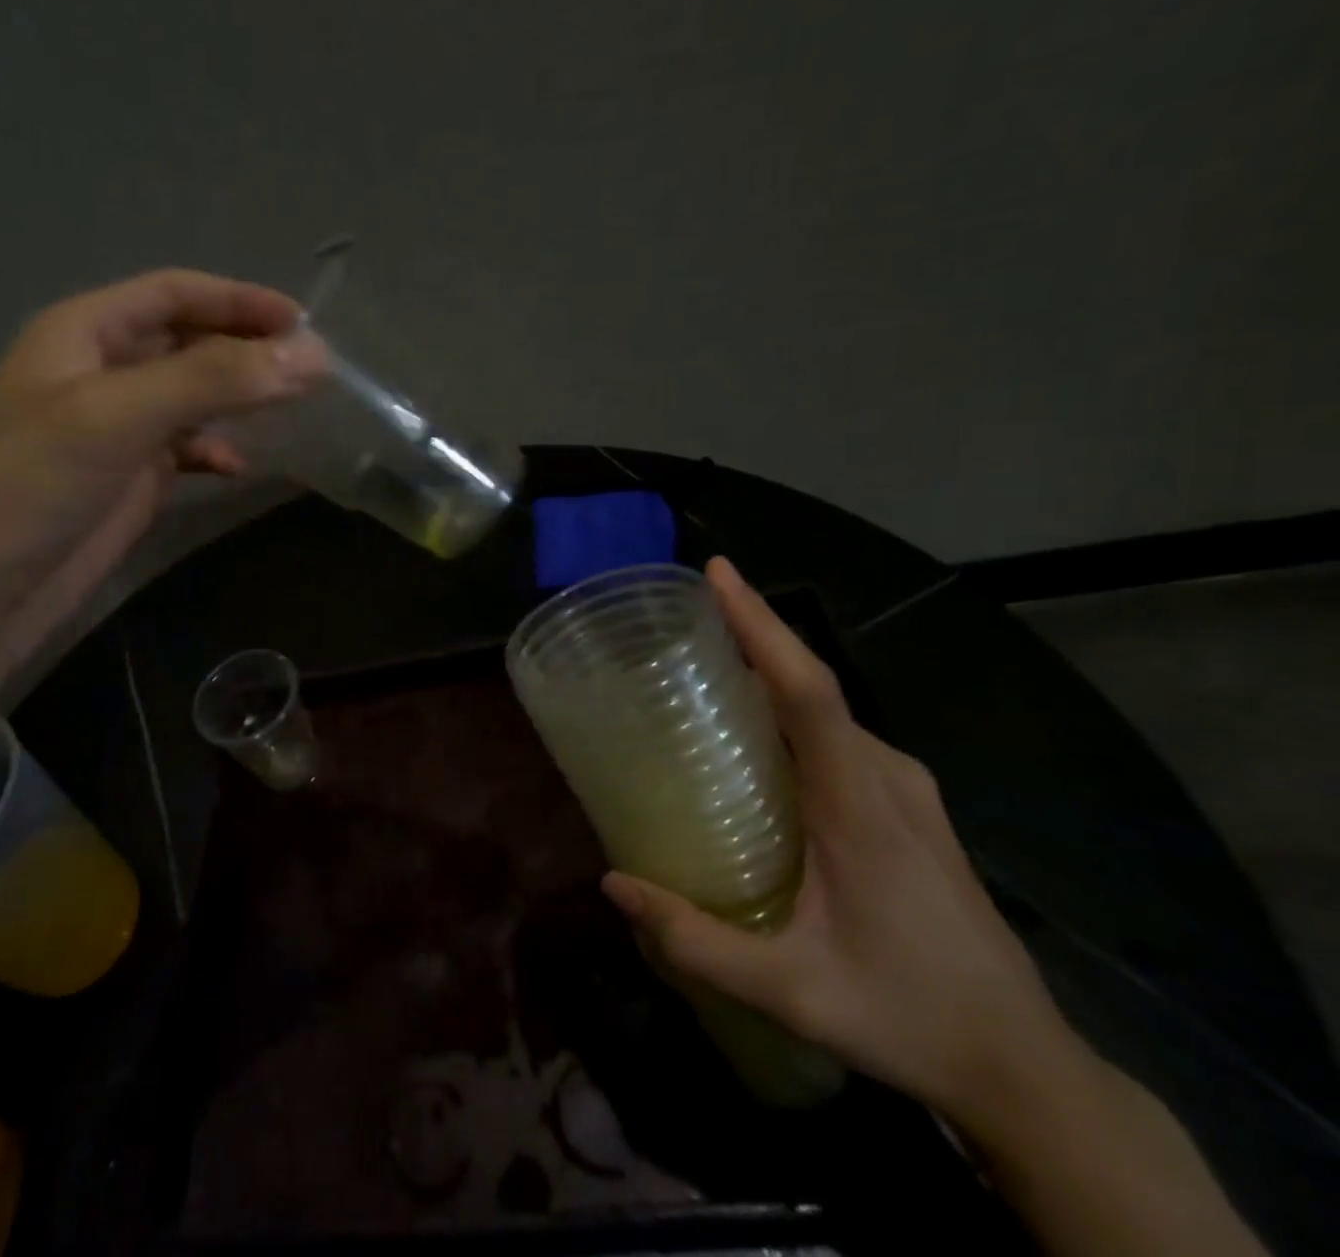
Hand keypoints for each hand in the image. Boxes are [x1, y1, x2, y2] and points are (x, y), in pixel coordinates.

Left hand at [0, 269, 326, 696]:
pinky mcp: (127, 479)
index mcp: (84, 332)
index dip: (239, 300)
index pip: (174, 293)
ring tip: (289, 408)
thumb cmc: (35, 484)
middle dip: (246, 349)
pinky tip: (237, 468)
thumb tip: (312, 355)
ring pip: (191, 395)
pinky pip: (184, 450)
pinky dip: (215, 452)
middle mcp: (101, 370)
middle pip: (188, 340)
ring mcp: (115, 428)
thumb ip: (214, 379)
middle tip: (310, 368)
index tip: (303, 323)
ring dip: (237, 398)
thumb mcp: (121, 416)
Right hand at [601, 557, 1076, 1123]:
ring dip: (767, 675)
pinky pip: (837, 733)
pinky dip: (789, 711)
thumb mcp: (792, 992)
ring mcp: (905, 787)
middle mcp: (887, 775)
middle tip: (677, 623)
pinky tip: (753, 738)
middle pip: (810, 684)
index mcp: (861, 804)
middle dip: (749, 636)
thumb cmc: (908, 1017)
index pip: (808, 689)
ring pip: (824, 708)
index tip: (718, 573)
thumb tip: (614, 883)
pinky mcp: (907, 803)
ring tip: (699, 671)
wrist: (1024, 1065)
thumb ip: (697, 942)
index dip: (761, 624)